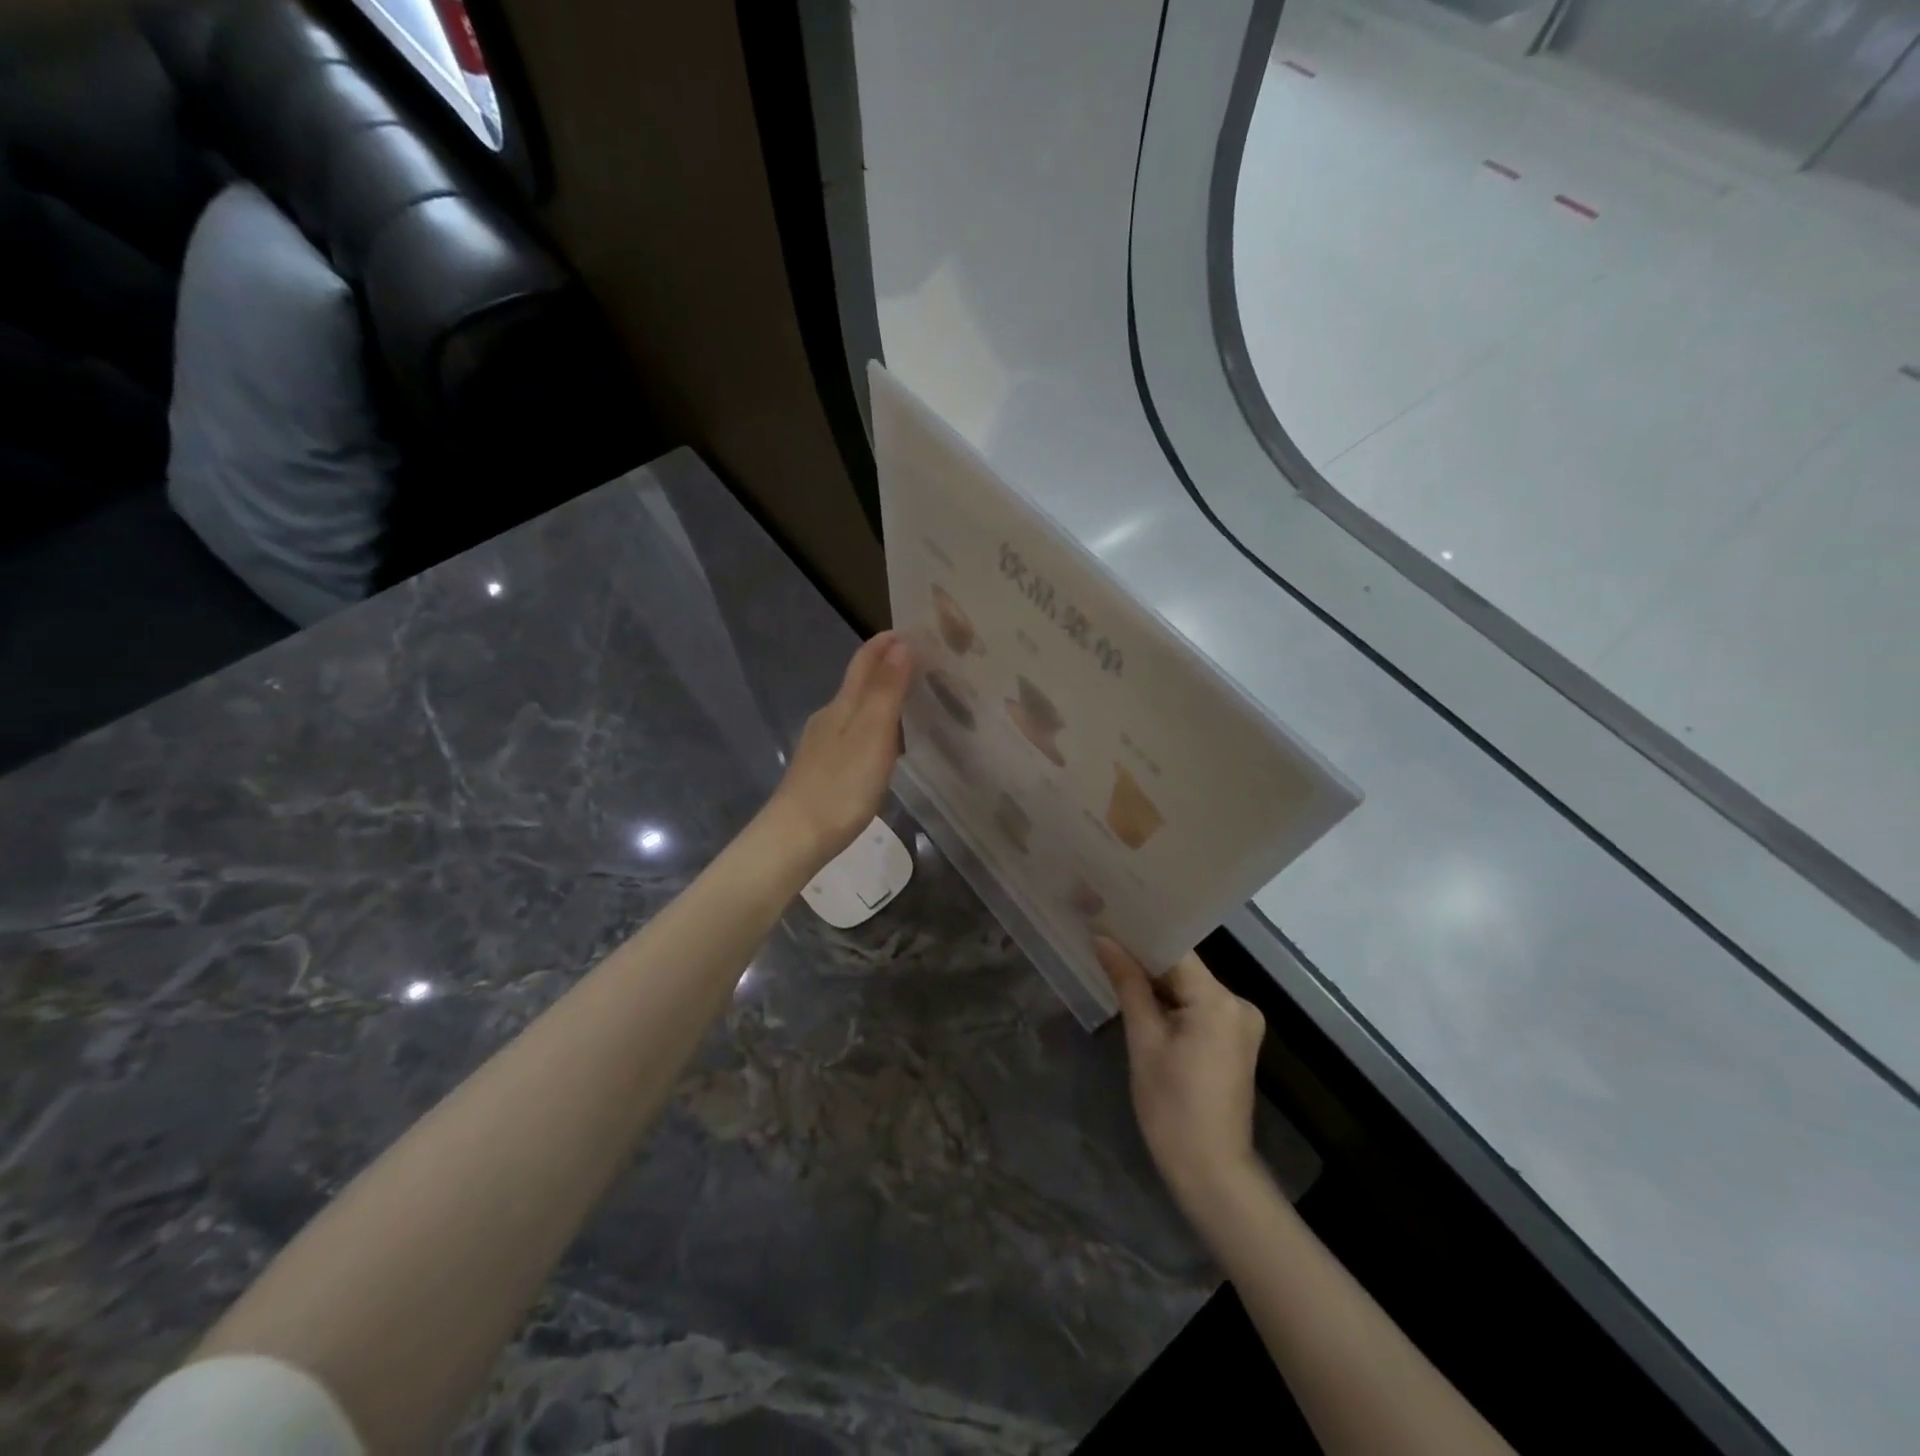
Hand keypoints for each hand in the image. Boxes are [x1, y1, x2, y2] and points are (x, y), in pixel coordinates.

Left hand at [761, 632, 913, 869]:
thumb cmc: (841, 786)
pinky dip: (872, 727)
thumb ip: (886, 690)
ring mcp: (821, 745)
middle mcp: (829, 718)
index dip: (884, 644)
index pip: (864, 662)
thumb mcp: (872, 735)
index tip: (911, 631)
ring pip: (854, 710)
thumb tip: (900, 644)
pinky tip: (883, 746)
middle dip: (886, 668)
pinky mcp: (821, 770)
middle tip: (922, 665)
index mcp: (842, 706)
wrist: (795, 837)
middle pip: (858, 683)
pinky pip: (851, 735)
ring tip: (910, 703)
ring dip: (880, 699)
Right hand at [1097, 939, 1266, 1209]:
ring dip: (1156, 982)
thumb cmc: (1172, 1107)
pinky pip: (1197, 1006)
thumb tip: (1104, 940)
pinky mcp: (1234, 1040)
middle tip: (1103, 941)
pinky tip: (1140, 999)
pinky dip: (1171, 1003)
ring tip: (1114, 964)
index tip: (1107, 921)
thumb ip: (1128, 985)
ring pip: (1188, 987)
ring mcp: (1240, 1023)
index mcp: (1218, 1000)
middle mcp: (1237, 1003)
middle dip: (1144, 959)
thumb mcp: (1144, 1041)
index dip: (1139, 936)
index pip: (1175, 951)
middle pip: (1183, 968)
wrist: (1211, 1172)